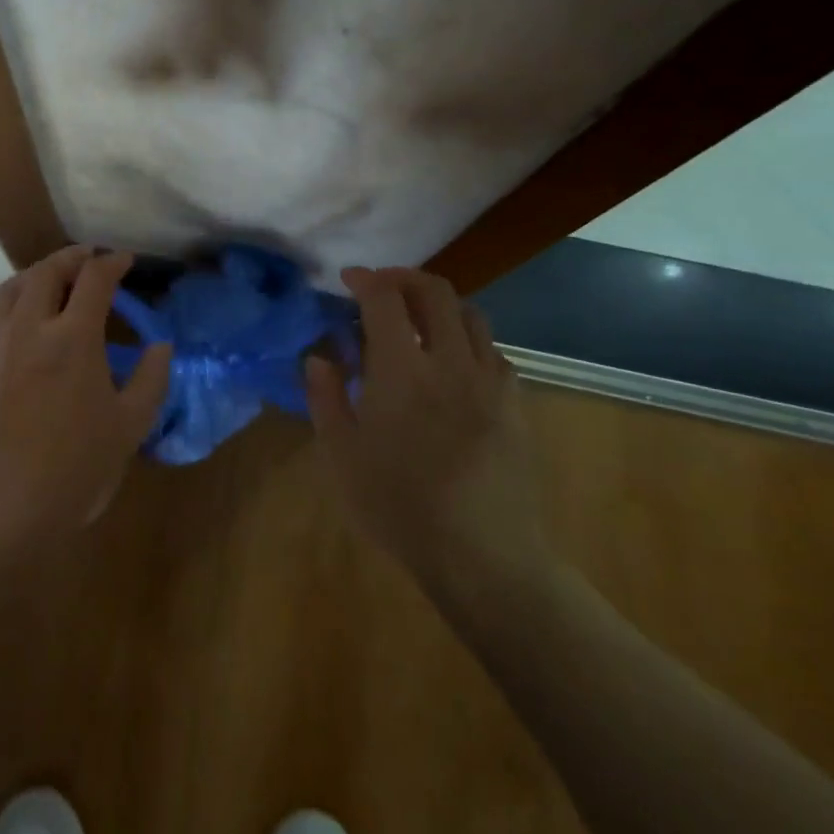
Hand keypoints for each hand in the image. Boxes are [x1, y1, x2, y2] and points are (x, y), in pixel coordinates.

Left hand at [0, 247, 172, 542]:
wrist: (3, 507)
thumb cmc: (76, 468)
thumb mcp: (131, 426)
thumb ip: (151, 379)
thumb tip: (161, 346)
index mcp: (73, 336)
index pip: (94, 279)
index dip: (112, 263)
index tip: (124, 261)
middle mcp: (28, 326)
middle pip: (46, 271)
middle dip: (70, 258)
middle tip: (86, 259)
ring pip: (9, 289)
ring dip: (33, 276)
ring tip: (46, 281)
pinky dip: (4, 309)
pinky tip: (10, 325)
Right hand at [306, 267, 553, 613]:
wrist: (483, 555)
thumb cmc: (399, 506)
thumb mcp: (341, 455)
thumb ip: (325, 397)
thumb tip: (319, 358)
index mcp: (402, 370)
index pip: (385, 299)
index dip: (366, 279)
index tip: (349, 279)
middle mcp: (450, 361)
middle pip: (436, 292)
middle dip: (405, 278)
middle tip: (382, 287)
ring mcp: (489, 381)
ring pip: (471, 314)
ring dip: (440, 303)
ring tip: (418, 320)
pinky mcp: (514, 404)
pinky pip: (493, 350)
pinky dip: (467, 339)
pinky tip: (453, 364)